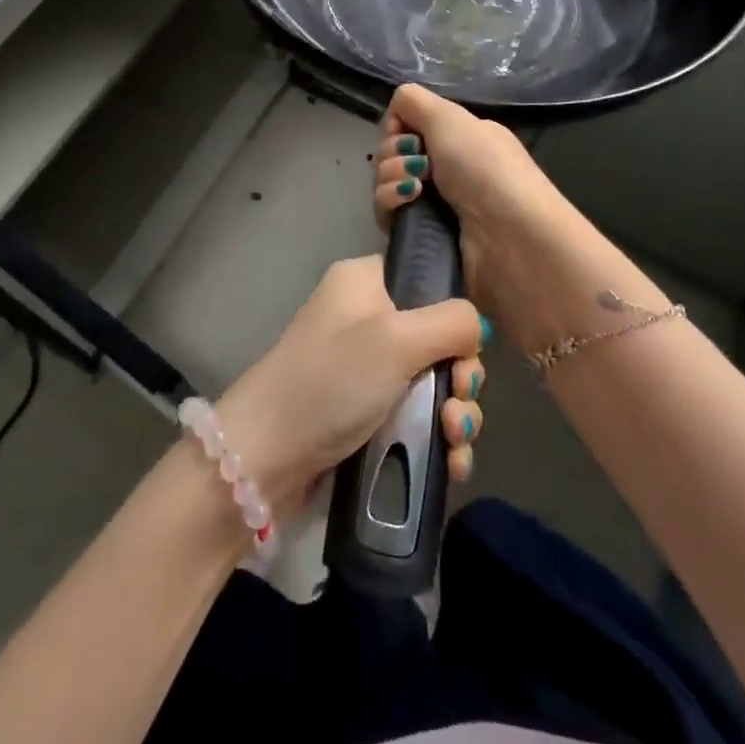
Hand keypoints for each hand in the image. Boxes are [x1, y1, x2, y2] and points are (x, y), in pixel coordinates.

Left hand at [217, 255, 487, 520]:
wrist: (267, 457)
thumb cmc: (332, 381)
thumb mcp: (397, 339)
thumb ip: (451, 322)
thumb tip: (477, 324)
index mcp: (365, 282)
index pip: (426, 278)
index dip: (454, 314)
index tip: (465, 349)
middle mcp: (367, 318)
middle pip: (438, 338)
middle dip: (460, 376)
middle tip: (457, 402)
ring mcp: (366, 370)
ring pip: (434, 383)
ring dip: (455, 414)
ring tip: (453, 442)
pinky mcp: (367, 414)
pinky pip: (418, 418)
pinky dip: (438, 439)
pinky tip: (451, 465)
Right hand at [372, 84, 572, 352]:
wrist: (511, 240)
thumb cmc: (486, 170)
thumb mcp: (452, 119)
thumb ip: (414, 102)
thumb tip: (395, 113)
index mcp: (460, 139)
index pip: (408, 125)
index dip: (398, 126)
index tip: (406, 133)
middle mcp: (447, 169)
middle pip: (393, 153)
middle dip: (393, 152)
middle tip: (418, 163)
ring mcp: (433, 205)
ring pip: (386, 182)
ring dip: (390, 177)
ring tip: (415, 187)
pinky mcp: (421, 238)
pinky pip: (387, 214)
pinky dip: (391, 202)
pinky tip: (409, 202)